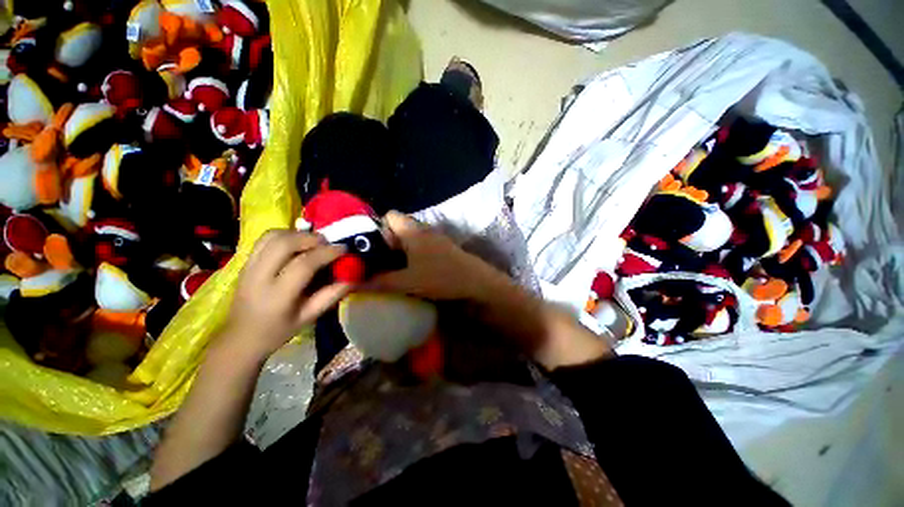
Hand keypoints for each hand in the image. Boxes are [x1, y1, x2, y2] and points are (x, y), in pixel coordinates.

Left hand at [222, 230, 350, 357]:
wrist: (240, 337)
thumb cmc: (277, 331)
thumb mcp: (309, 318)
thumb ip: (331, 295)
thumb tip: (353, 278)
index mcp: (278, 295)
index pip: (304, 264)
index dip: (326, 253)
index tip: (343, 248)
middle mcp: (259, 276)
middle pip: (284, 243)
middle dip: (311, 238)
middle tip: (327, 243)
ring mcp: (248, 266)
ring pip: (272, 236)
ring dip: (297, 234)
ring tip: (312, 242)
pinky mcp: (245, 262)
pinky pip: (264, 239)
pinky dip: (284, 235)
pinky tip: (295, 243)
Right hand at [365, 211, 503, 300]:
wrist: (476, 282)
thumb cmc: (441, 277)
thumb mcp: (408, 282)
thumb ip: (380, 282)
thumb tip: (354, 283)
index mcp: (413, 231)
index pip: (389, 216)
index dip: (376, 228)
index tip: (369, 247)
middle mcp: (424, 230)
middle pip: (398, 228)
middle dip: (386, 242)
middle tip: (376, 261)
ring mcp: (435, 239)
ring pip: (410, 238)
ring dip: (399, 250)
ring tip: (390, 268)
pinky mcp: (443, 248)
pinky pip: (421, 246)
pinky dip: (412, 255)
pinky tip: (410, 271)